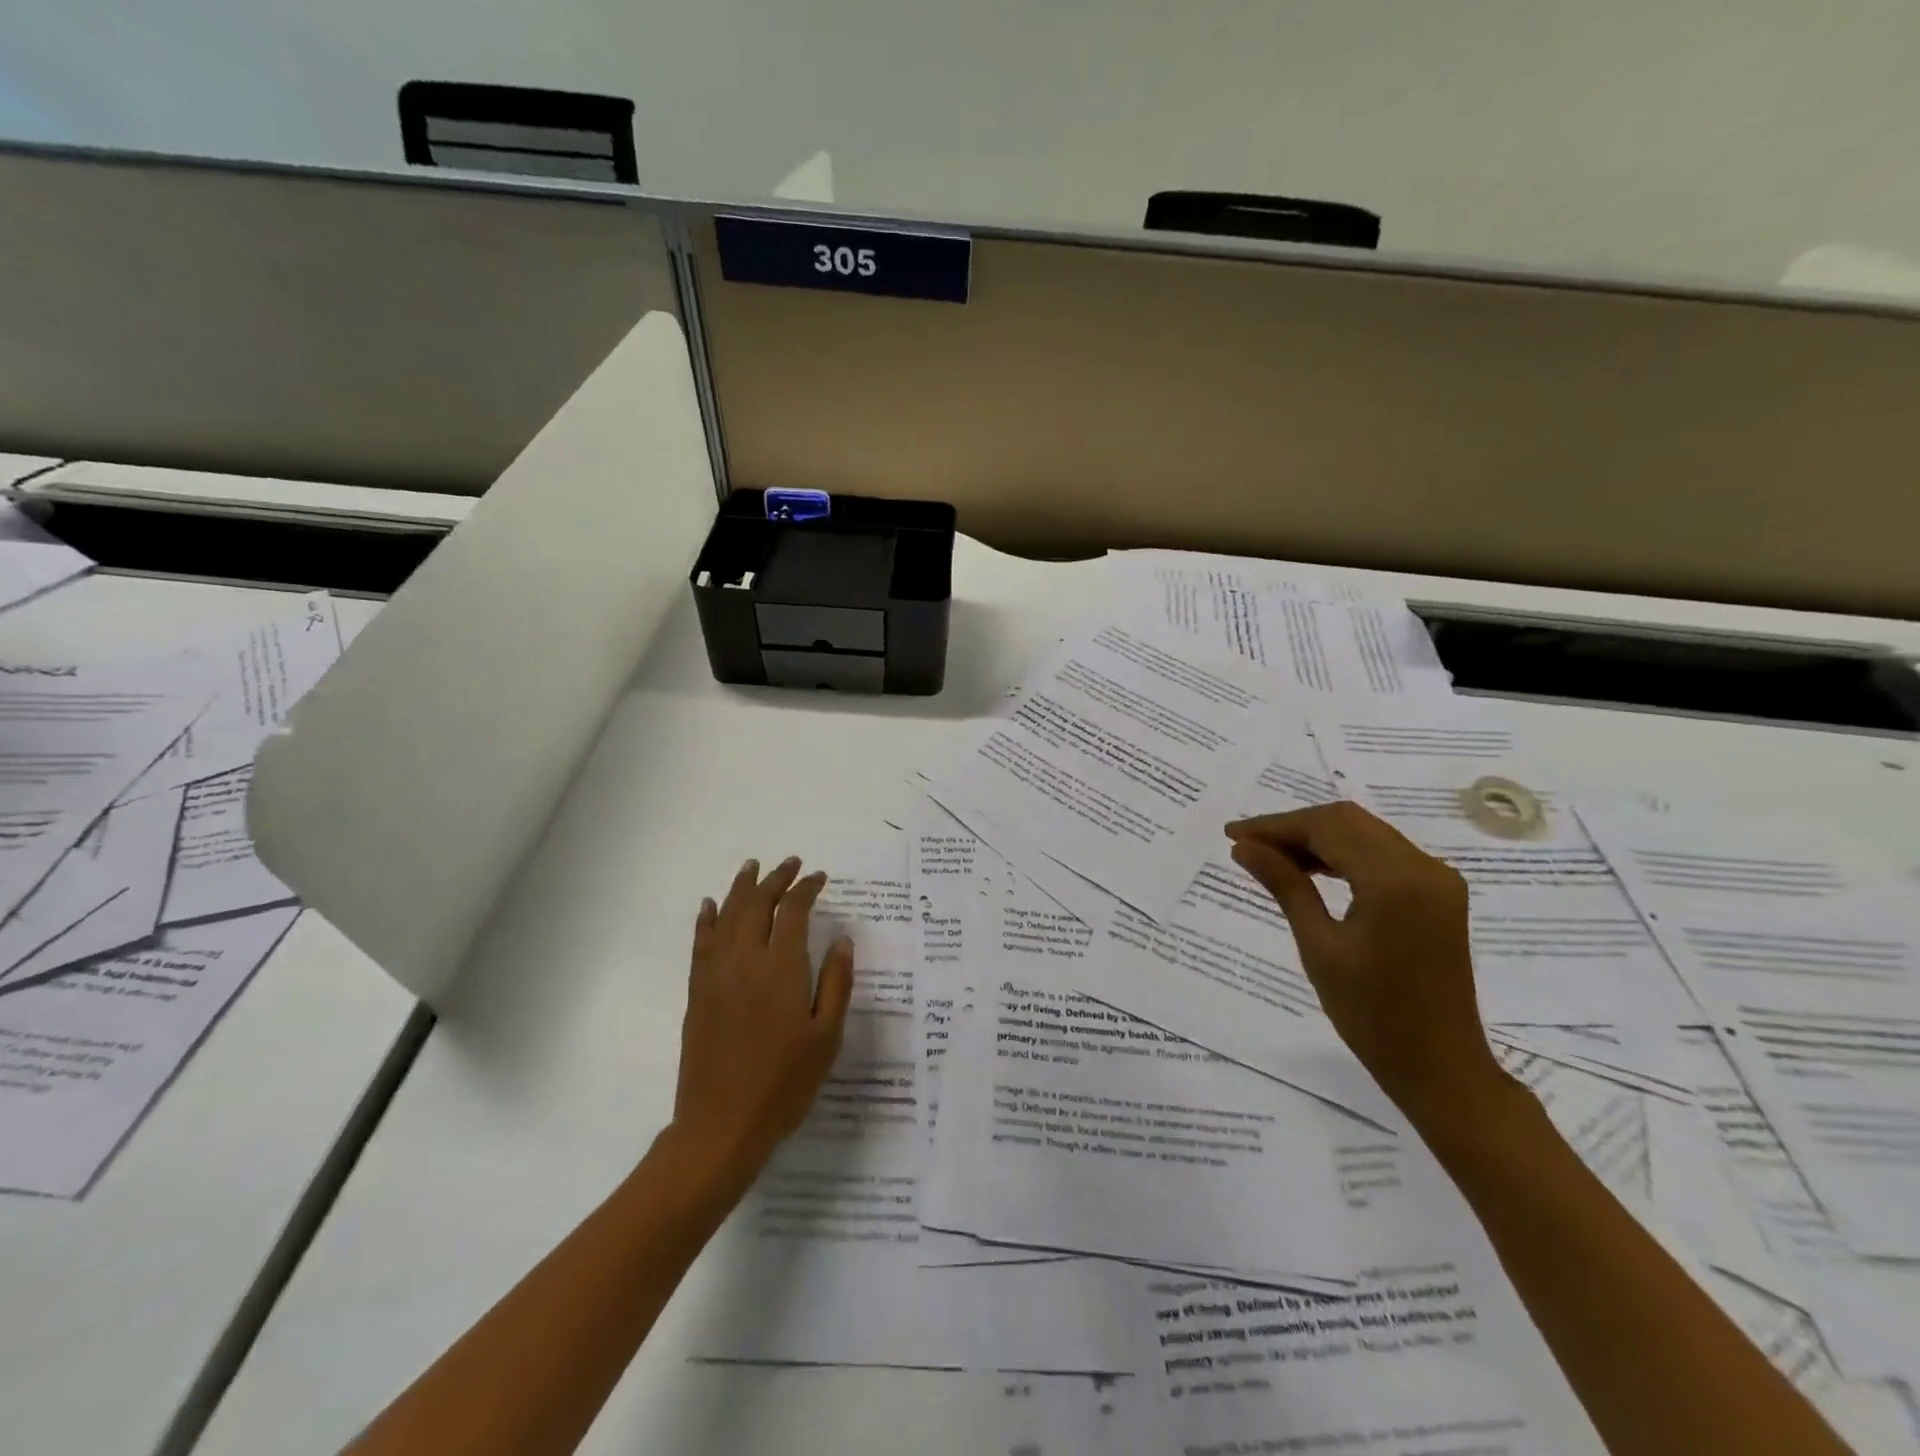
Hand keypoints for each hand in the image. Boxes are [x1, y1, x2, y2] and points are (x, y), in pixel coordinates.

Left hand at [670, 857, 854, 1188]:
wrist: (721, 1127)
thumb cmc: (784, 1085)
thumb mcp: (826, 1037)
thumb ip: (836, 983)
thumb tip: (841, 940)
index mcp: (781, 969)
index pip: (792, 912)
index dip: (806, 889)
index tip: (819, 877)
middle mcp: (745, 961)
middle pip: (757, 905)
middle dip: (775, 879)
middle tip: (791, 864)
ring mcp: (716, 976)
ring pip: (727, 916)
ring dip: (741, 887)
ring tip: (752, 867)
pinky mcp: (698, 993)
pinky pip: (701, 943)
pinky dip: (707, 919)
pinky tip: (711, 906)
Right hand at [1225, 802, 1509, 1130]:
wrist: (1440, 1066)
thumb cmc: (1371, 1014)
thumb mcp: (1319, 946)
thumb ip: (1285, 886)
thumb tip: (1244, 848)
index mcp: (1395, 881)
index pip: (1327, 828)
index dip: (1276, 825)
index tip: (1233, 835)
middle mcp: (1424, 867)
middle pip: (1348, 821)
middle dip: (1294, 827)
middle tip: (1248, 845)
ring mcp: (1437, 879)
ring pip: (1365, 832)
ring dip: (1318, 838)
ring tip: (1271, 857)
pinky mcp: (1439, 893)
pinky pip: (1383, 853)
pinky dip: (1344, 853)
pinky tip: (1311, 870)